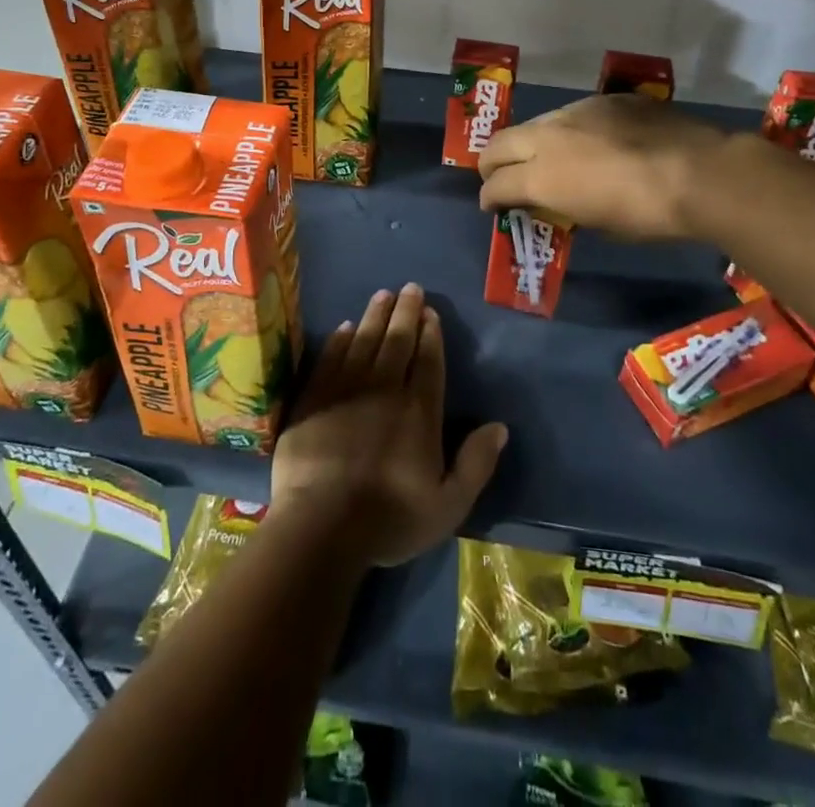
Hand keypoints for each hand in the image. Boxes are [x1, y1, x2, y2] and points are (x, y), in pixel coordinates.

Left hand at [271, 284, 505, 568]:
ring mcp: (346, 390)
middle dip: (405, 312)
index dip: (430, 334)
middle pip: (397, 342)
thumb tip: (500, 427)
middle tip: (409, 288)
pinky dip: (340, 339)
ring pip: (365, 341)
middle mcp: (385, 390)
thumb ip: (475, 464)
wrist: (321, 526)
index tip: (430, 311)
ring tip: (383, 294)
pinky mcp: (315, 397)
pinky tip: (345, 326)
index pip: (428, 362)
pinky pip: (330, 357)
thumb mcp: (447, 505)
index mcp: (418, 412)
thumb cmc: (388, 519)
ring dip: (375, 316)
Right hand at [477, 95, 732, 241]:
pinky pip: (576, 114)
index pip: (495, 185)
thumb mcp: (597, 223)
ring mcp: (577, 111)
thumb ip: (565, 206)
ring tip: (549, 158)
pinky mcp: (607, 99)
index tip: (493, 207)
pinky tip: (595, 142)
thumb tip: (559, 201)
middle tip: (500, 178)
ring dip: (532, 143)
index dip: (489, 198)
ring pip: (537, 124)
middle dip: (492, 163)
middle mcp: (549, 136)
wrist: (699, 172)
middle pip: (499, 144)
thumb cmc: (646, 214)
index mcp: (542, 175)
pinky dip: (572, 131)